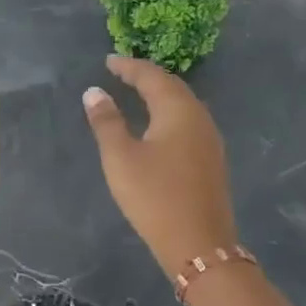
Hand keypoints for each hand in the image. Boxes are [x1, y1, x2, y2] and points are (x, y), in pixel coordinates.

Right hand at [83, 56, 236, 277]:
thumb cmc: (154, 196)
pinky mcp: (211, 159)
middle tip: (121, 72)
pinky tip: (157, 123)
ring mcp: (209, 139)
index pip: (152, 76)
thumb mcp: (121, 158)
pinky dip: (168, 111)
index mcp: (178, 111)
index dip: (128, 66)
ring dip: (159, 93)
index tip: (108, 61)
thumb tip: (94, 91)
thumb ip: (106, 121)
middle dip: (146, 76)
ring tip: (136, 92)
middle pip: (172, 86)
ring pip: (183, 103)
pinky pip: (187, 120)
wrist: (199, 245)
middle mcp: (199, 117)